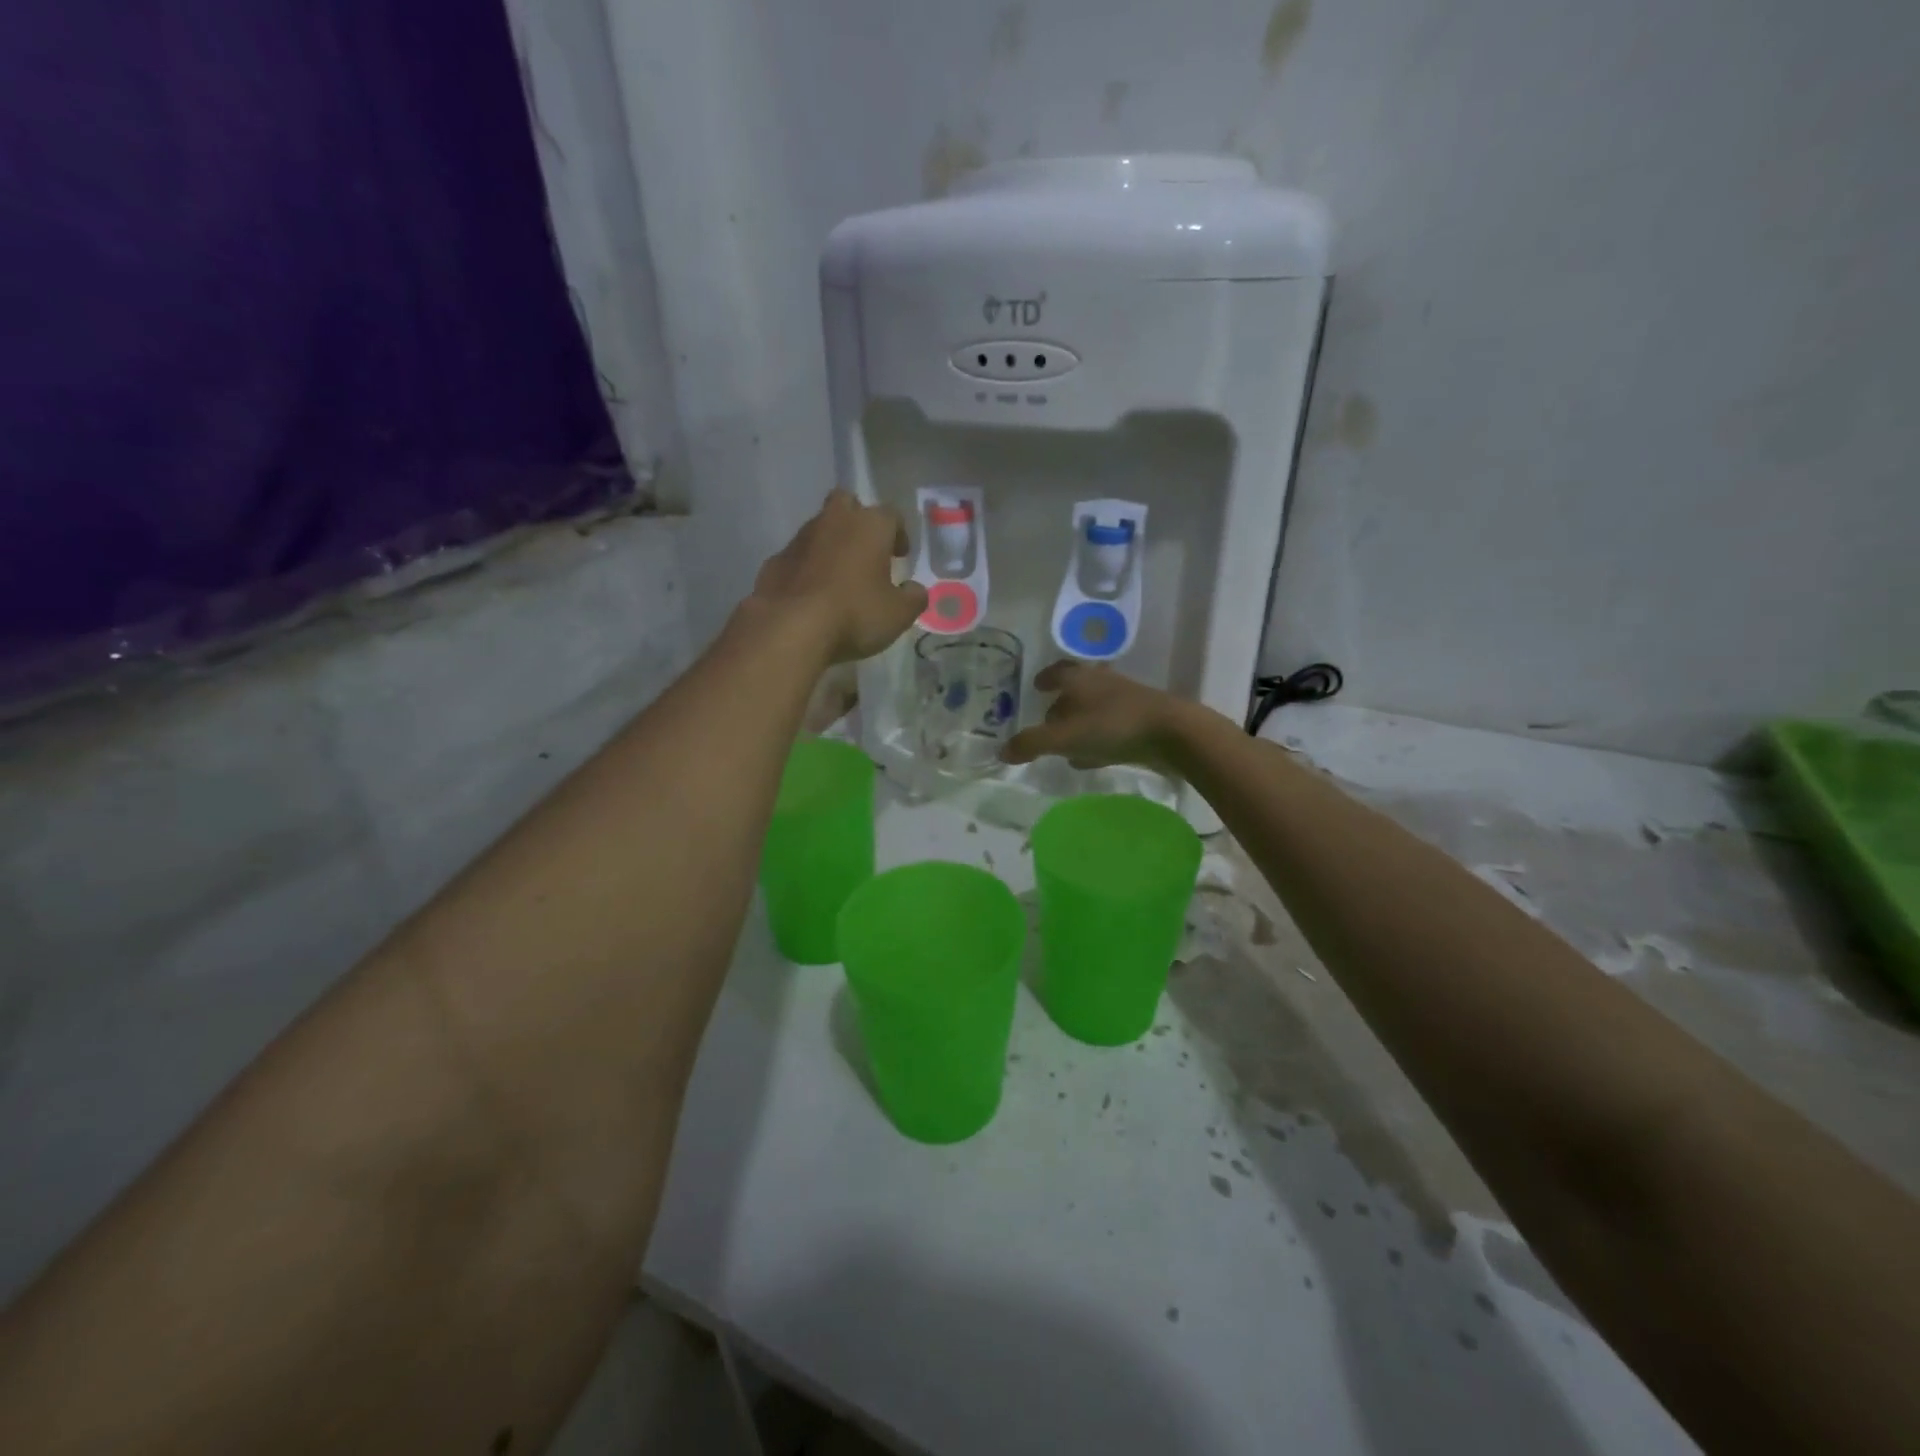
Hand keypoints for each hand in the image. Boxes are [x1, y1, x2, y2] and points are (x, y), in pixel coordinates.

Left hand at [752, 491, 928, 664]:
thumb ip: (913, 598)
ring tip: (839, 578)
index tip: (900, 555)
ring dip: (831, 545)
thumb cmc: (855, 614)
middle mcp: (833, 521)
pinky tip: (812, 595)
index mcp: (869, 526)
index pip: (891, 515)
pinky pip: (798, 557)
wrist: (790, 628)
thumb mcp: (899, 614)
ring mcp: (799, 539)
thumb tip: (914, 590)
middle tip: (866, 550)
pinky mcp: (775, 561)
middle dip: (858, 520)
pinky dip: (807, 569)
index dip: (899, 533)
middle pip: (847, 503)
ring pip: (819, 529)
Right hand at [1001, 661, 1202, 773]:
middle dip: (1061, 704)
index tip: (1036, 686)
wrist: (1172, 733)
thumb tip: (1001, 751)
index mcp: (1080, 679)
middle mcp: (1102, 684)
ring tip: (1064, 743)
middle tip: (1046, 718)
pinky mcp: (1141, 723)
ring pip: (1094, 710)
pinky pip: (1110, 729)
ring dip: (1078, 724)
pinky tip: (1089, 758)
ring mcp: (1125, 702)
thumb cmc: (1112, 726)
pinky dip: (1096, 740)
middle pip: (1076, 690)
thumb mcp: (1064, 737)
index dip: (1046, 678)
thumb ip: (1031, 744)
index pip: (1058, 671)